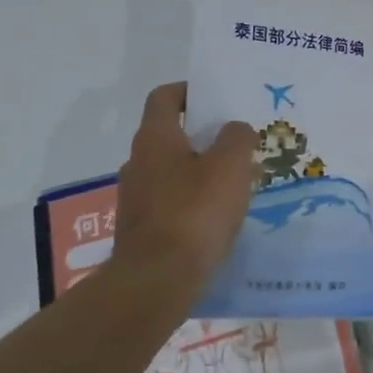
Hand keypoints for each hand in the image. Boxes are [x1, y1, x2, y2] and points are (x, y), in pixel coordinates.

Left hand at [114, 82, 257, 286]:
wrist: (156, 281)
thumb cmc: (195, 212)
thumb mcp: (230, 166)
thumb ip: (237, 137)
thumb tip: (235, 130)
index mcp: (155, 138)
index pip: (165, 97)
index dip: (190, 90)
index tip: (216, 97)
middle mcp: (137, 161)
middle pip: (171, 134)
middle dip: (203, 135)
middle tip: (237, 142)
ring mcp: (135, 198)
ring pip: (172, 170)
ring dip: (199, 170)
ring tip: (234, 181)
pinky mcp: (140, 229)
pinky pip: (170, 202)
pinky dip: (192, 200)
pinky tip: (217, 216)